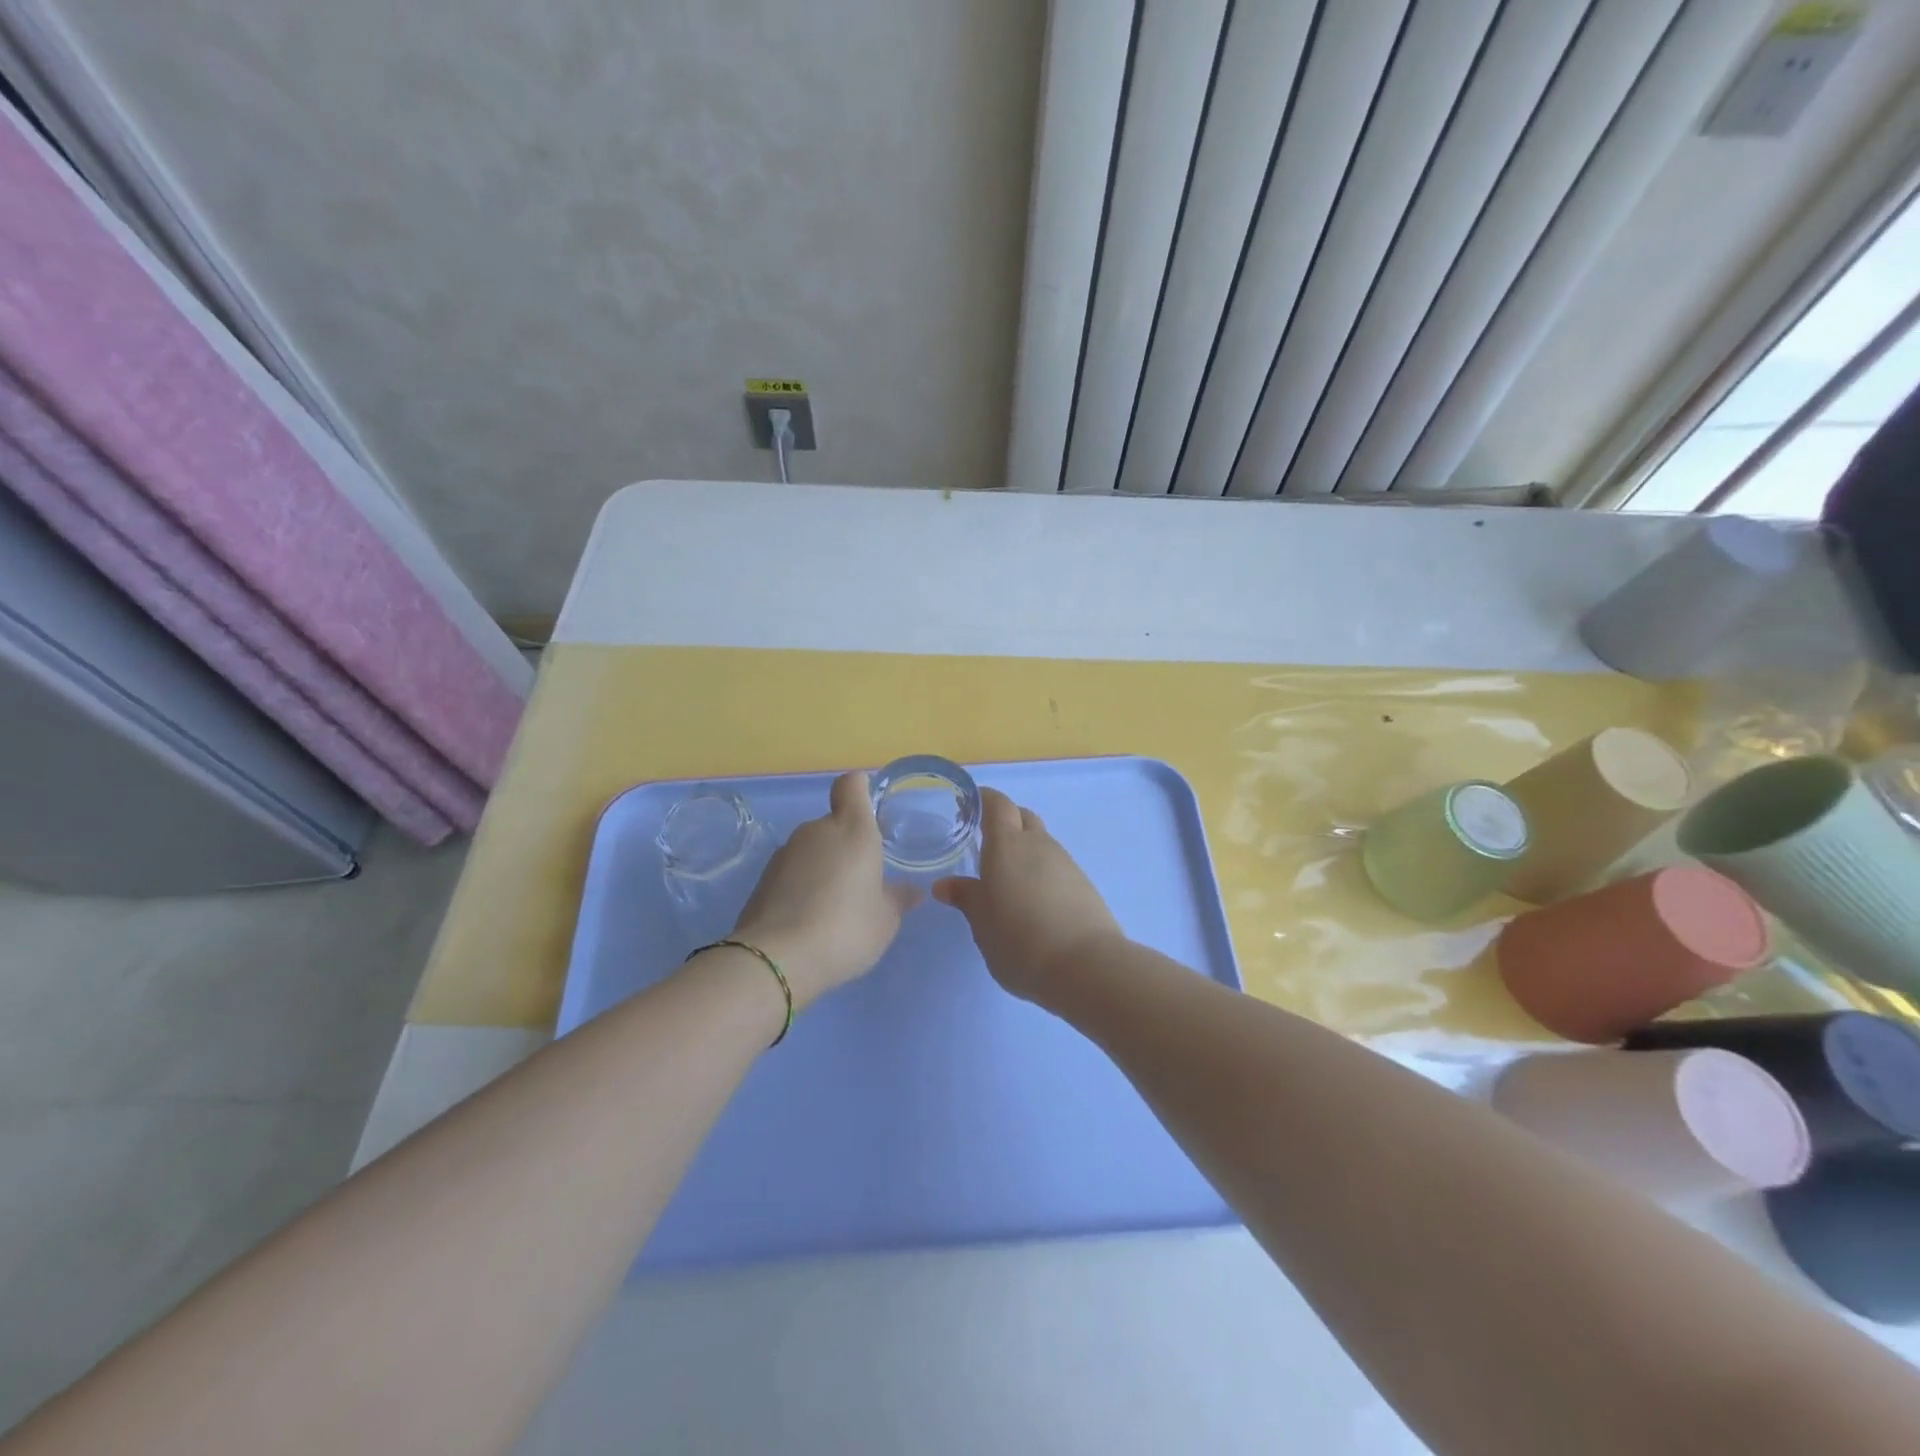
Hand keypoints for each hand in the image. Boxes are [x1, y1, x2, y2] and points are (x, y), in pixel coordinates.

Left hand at [732, 771, 918, 1008]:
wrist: (776, 960)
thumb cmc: (845, 928)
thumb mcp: (885, 920)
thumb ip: (898, 899)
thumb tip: (912, 890)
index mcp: (853, 829)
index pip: (852, 785)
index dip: (861, 787)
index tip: (872, 806)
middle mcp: (817, 831)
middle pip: (834, 822)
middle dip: (848, 844)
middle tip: (863, 878)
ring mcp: (785, 853)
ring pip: (813, 849)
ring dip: (824, 867)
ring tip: (837, 906)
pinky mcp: (763, 879)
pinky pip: (793, 872)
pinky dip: (803, 886)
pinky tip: (811, 919)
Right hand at [933, 789, 1123, 1002]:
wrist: (1085, 966)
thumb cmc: (1019, 941)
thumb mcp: (982, 923)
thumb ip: (966, 898)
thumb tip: (945, 886)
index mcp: (1007, 845)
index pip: (998, 805)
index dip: (984, 799)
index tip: (969, 805)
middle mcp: (1039, 844)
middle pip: (1023, 817)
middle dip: (1006, 821)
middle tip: (986, 840)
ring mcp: (1066, 863)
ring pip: (1042, 842)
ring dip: (1025, 850)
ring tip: (1009, 877)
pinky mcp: (1084, 885)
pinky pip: (1057, 866)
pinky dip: (1042, 872)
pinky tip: (1034, 899)